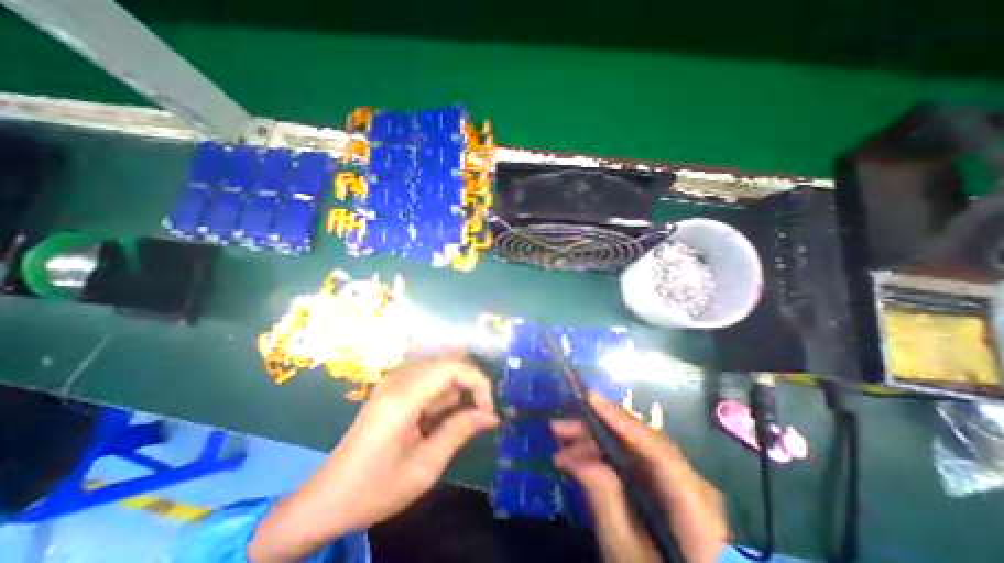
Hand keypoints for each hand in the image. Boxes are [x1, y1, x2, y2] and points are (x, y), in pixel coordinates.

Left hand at [246, 353, 496, 561]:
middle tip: (475, 416)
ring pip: (440, 368)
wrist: (327, 499)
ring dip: (454, 392)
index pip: (453, 366)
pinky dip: (441, 394)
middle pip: (448, 361)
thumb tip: (491, 416)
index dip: (478, 382)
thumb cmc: (376, 488)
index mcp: (404, 396)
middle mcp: (398, 378)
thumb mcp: (425, 467)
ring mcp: (393, 380)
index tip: (487, 411)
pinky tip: (432, 420)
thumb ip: (460, 432)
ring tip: (444, 425)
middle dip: (469, 385)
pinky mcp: (392, 386)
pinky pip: (428, 377)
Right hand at [552, 390, 727, 562]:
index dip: (623, 421)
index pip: (659, 452)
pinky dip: (606, 457)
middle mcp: (694, 487)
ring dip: (597, 444)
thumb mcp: (625, 555)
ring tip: (562, 447)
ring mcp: (682, 486)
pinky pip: (635, 462)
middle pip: (642, 444)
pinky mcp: (668, 488)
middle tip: (559, 427)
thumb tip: (576, 455)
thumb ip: (605, 503)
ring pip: (635, 449)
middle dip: (598, 431)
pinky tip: (581, 459)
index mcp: (698, 512)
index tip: (590, 398)